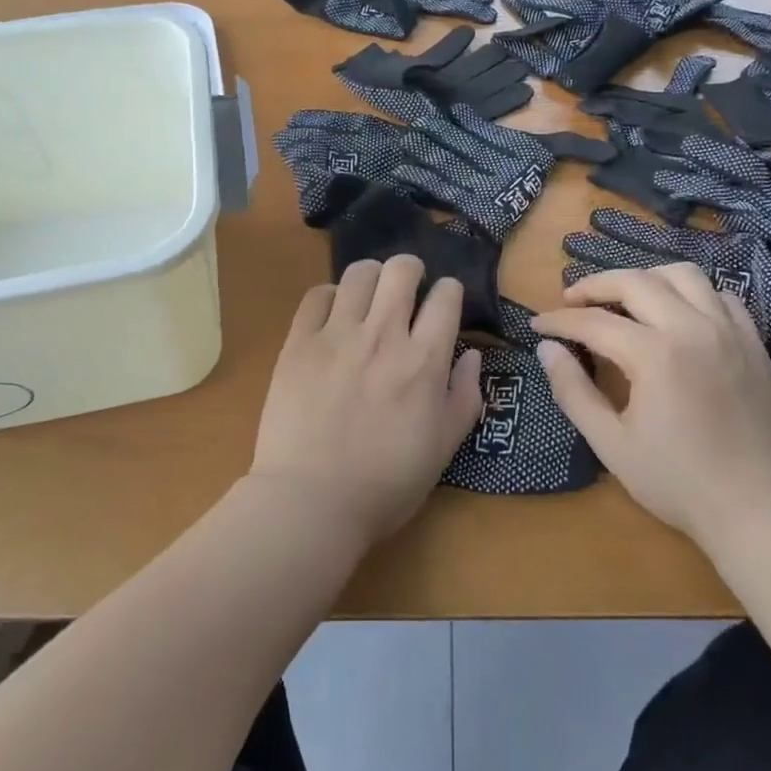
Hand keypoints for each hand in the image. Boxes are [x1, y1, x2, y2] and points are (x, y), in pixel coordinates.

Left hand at [250, 256, 483, 546]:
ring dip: (371, 278)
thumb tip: (472, 356)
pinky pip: (317, 295)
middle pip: (401, 269)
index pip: (446, 296)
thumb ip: (465, 396)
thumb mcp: (444, 447)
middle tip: (406, 290)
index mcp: (424, 360)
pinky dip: (330, 297)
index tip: (443, 303)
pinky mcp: (299, 342)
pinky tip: (333, 317)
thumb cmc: (386, 483)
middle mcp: (384, 335)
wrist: (312, 501)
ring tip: (368, 298)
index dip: (448, 292)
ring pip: (359, 273)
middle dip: (411, 270)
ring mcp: (337, 335)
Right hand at [531, 264, 770, 545]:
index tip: (537, 325)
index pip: (594, 322)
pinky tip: (676, 313)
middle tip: (571, 300)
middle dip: (595, 285)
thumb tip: (547, 349)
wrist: (759, 510)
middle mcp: (692, 327)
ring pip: (682, 275)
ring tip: (624, 297)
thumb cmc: (678, 483)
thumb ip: (573, 391)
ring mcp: (729, 330)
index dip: (559, 320)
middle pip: (635, 282)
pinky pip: (720, 295)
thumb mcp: (611, 443)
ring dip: (645, 278)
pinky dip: (691, 293)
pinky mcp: (753, 342)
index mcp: (654, 354)